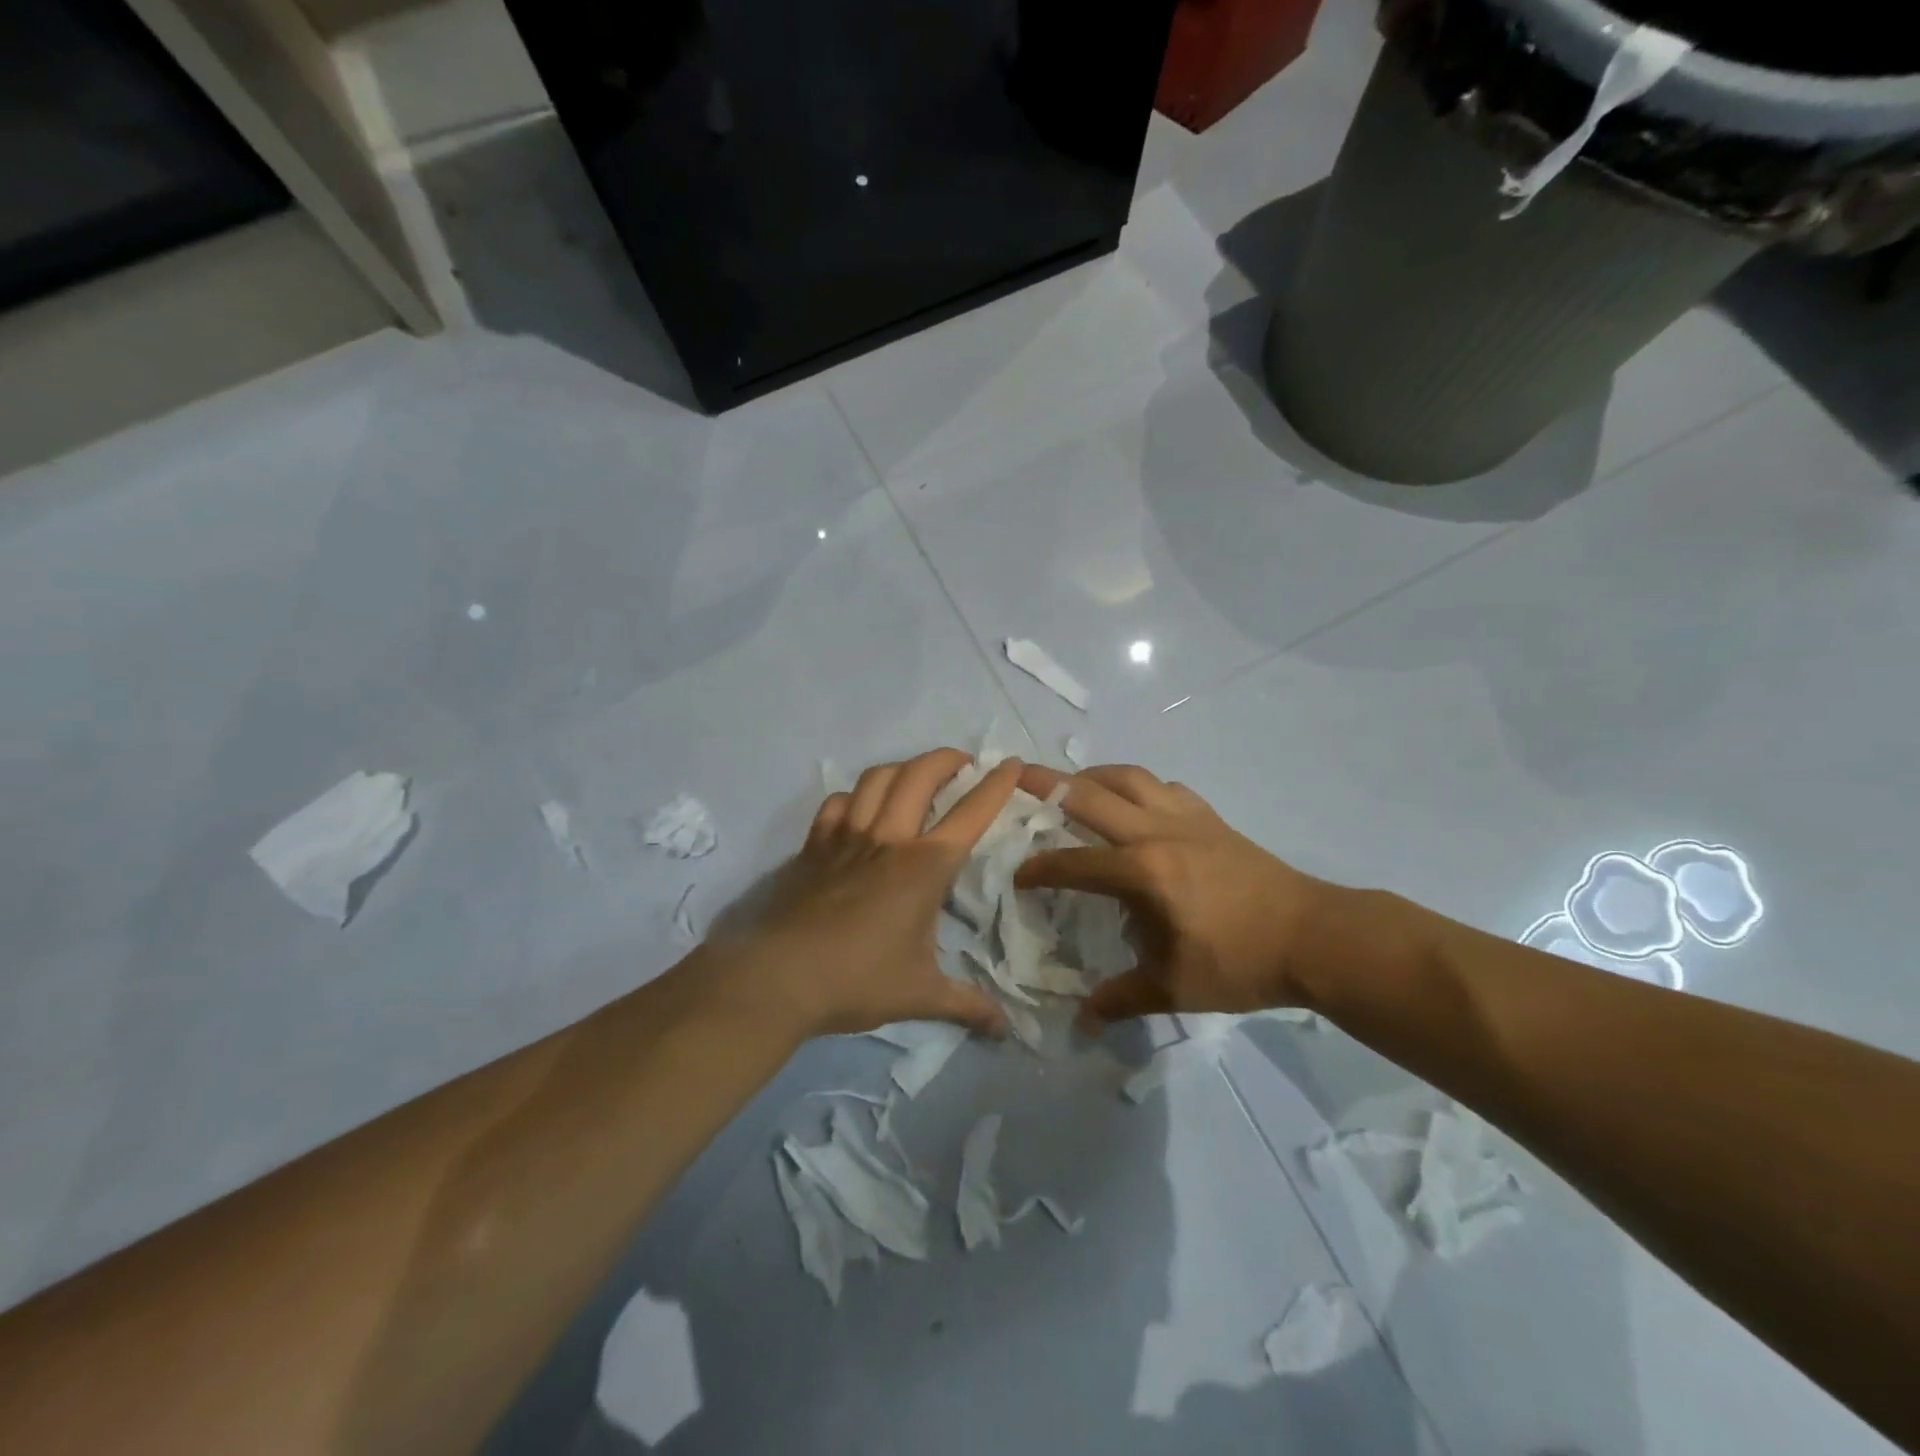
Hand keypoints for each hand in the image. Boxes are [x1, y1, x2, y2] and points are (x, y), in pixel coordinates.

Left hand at [708, 749, 1022, 1038]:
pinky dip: (853, 796)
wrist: (781, 977)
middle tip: (962, 761)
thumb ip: (967, 1005)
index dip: (996, 784)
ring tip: (915, 775)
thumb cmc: (859, 980)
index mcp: (925, 866)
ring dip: (902, 767)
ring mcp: (847, 837)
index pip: (970, 812)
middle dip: (946, 759)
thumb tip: (1006, 1030)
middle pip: (920, 776)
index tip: (1011, 763)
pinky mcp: (814, 846)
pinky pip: (836, 804)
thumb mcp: (921, 995)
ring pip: (876, 779)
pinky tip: (859, 807)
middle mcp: (889, 839)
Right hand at [1015, 764, 1332, 1025]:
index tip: (1019, 877)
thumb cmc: (1241, 962)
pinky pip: (1165, 787)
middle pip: (1091, 795)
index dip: (1040, 869)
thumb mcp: (1175, 988)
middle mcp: (1157, 832)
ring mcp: (1186, 818)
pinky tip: (1135, 803)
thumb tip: (1084, 1021)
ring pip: (1129, 777)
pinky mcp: (1211, 818)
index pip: (1074, 863)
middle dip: (1047, 783)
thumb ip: (1123, 999)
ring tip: (1073, 785)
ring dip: (1093, 775)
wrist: (1314, 936)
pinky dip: (1139, 786)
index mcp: (1143, 872)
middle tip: (1017, 775)